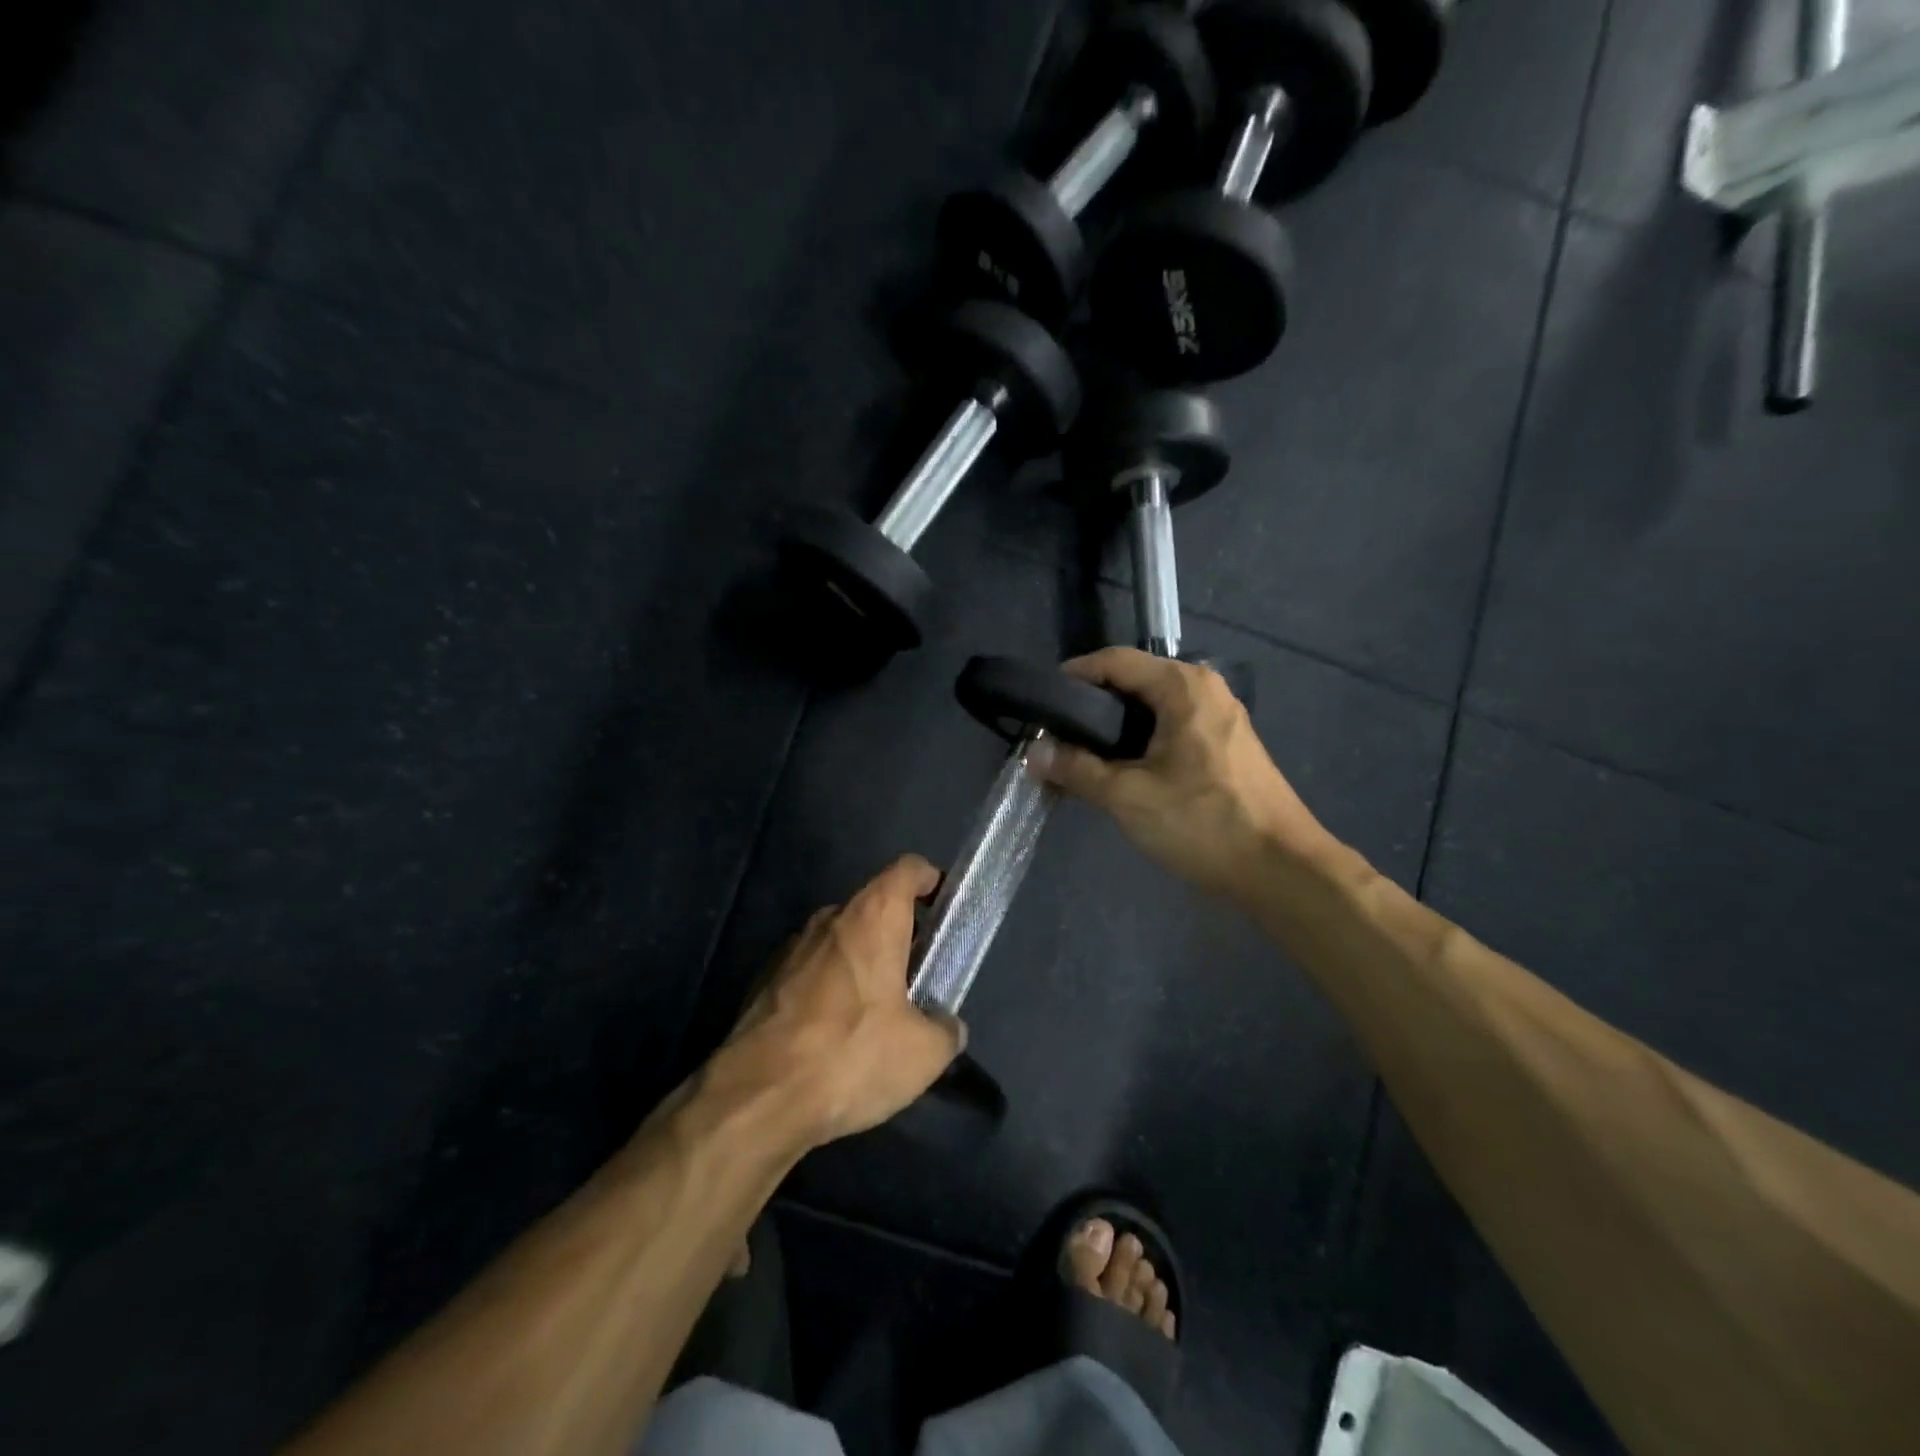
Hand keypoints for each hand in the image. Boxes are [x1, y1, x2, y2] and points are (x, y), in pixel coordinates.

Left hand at [721, 855, 963, 1145]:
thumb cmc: (851, 1055)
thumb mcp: (924, 1053)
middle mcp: (830, 919)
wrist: (756, 1098)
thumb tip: (945, 1026)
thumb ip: (945, 1028)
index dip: (930, 880)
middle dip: (898, 934)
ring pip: (840, 941)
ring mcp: (791, 948)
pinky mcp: (764, 981)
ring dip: (861, 963)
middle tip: (918, 976)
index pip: (908, 869)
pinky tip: (833, 1035)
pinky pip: (810, 971)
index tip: (944, 907)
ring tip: (876, 1013)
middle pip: (873, 907)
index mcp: (873, 918)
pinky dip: (829, 989)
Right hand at [1034, 648, 1327, 897]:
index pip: (1114, 661)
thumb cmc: (1203, 822)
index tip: (1041, 704)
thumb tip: (1033, 752)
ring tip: (1079, 757)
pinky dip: (1139, 742)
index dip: (1073, 676)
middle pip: (1133, 681)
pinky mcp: (1225, 745)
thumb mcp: (1129, 797)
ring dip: (1113, 728)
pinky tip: (1119, 771)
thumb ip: (1077, 769)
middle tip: (1055, 736)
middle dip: (1090, 706)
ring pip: (1151, 708)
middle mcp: (1203, 689)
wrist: (1281, 869)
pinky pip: (1170, 728)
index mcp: (1182, 686)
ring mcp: (1219, 717)